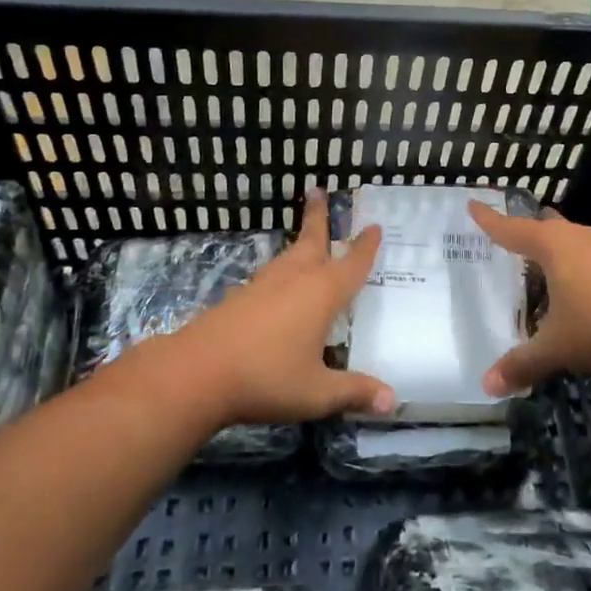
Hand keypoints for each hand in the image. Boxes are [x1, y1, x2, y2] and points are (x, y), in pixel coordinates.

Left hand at [167, 193, 392, 428]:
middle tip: (319, 189)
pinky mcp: (240, 297)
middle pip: (312, 240)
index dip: (365, 247)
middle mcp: (295, 279)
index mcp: (321, 294)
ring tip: (308, 237)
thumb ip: (354, 393)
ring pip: (289, 255)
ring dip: (301, 240)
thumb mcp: (317, 393)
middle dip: (319, 216)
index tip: (374, 226)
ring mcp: (264, 285)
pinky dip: (283, 268)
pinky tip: (280, 283)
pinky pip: (271, 274)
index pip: (351, 264)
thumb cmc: (266, 378)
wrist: (197, 372)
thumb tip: (393, 401)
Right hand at [469, 200, 590, 394]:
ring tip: (544, 263)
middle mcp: (582, 239)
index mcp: (554, 247)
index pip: (512, 229)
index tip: (473, 204)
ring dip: (559, 250)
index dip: (490, 220)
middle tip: (511, 235)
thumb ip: (523, 364)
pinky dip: (581, 268)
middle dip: (529, 230)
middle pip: (548, 227)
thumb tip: (486, 385)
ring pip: (576, 241)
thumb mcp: (558, 348)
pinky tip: (583, 290)